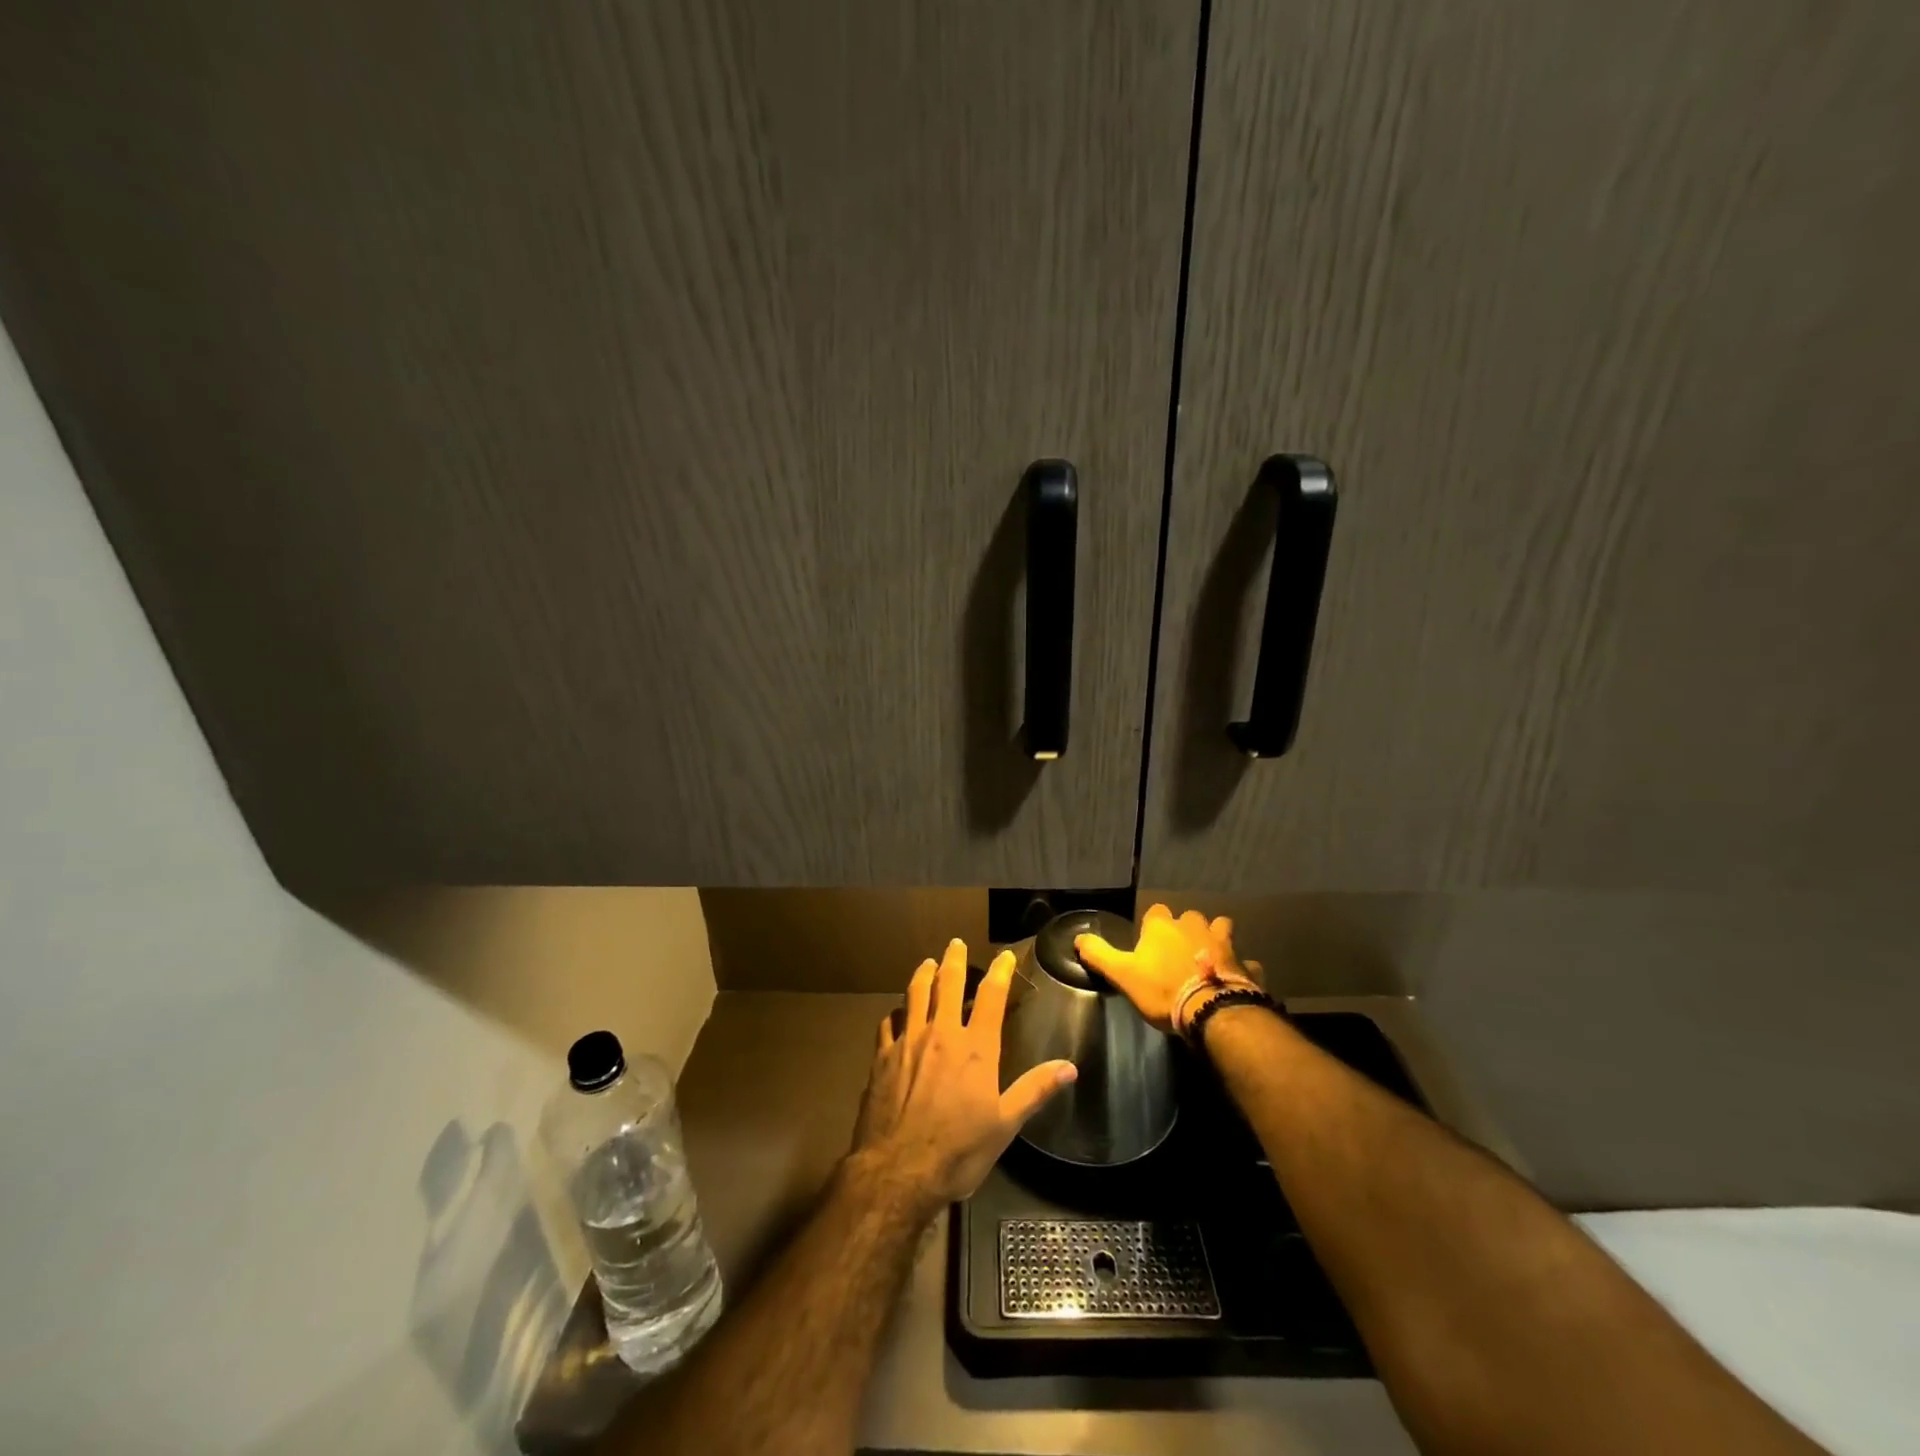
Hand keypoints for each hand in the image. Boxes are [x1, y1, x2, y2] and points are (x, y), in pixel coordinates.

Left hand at [851, 937, 1076, 1212]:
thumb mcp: (1005, 1125)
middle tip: (955, 943)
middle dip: (953, 960)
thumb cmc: (958, 1150)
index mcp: (975, 1047)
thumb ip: (1035, 1090)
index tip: (1005, 956)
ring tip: (927, 963)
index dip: (1000, 972)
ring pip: (914, 995)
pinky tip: (896, 1013)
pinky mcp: (881, 1057)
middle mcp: (941, 1034)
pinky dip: (895, 1012)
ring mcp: (907, 1042)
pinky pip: (888, 1023)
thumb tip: (1069, 1067)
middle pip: (947, 983)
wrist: (898, 1171)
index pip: (990, 996)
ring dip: (922, 975)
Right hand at [1074, 903, 1261, 1033]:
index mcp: (1163, 926)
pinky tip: (1237, 978)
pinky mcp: (1245, 964)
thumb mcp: (1122, 974)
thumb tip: (1078, 938)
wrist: (1212, 1011)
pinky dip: (1241, 967)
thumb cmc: (1162, 990)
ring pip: (1222, 929)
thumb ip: (1099, 954)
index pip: (1156, 911)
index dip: (1153, 925)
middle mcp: (1194, 926)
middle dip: (1186, 929)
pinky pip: (1245, 961)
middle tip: (1178, 951)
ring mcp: (1224, 943)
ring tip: (1210, 956)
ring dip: (1217, 938)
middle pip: (1190, 917)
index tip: (1149, 943)